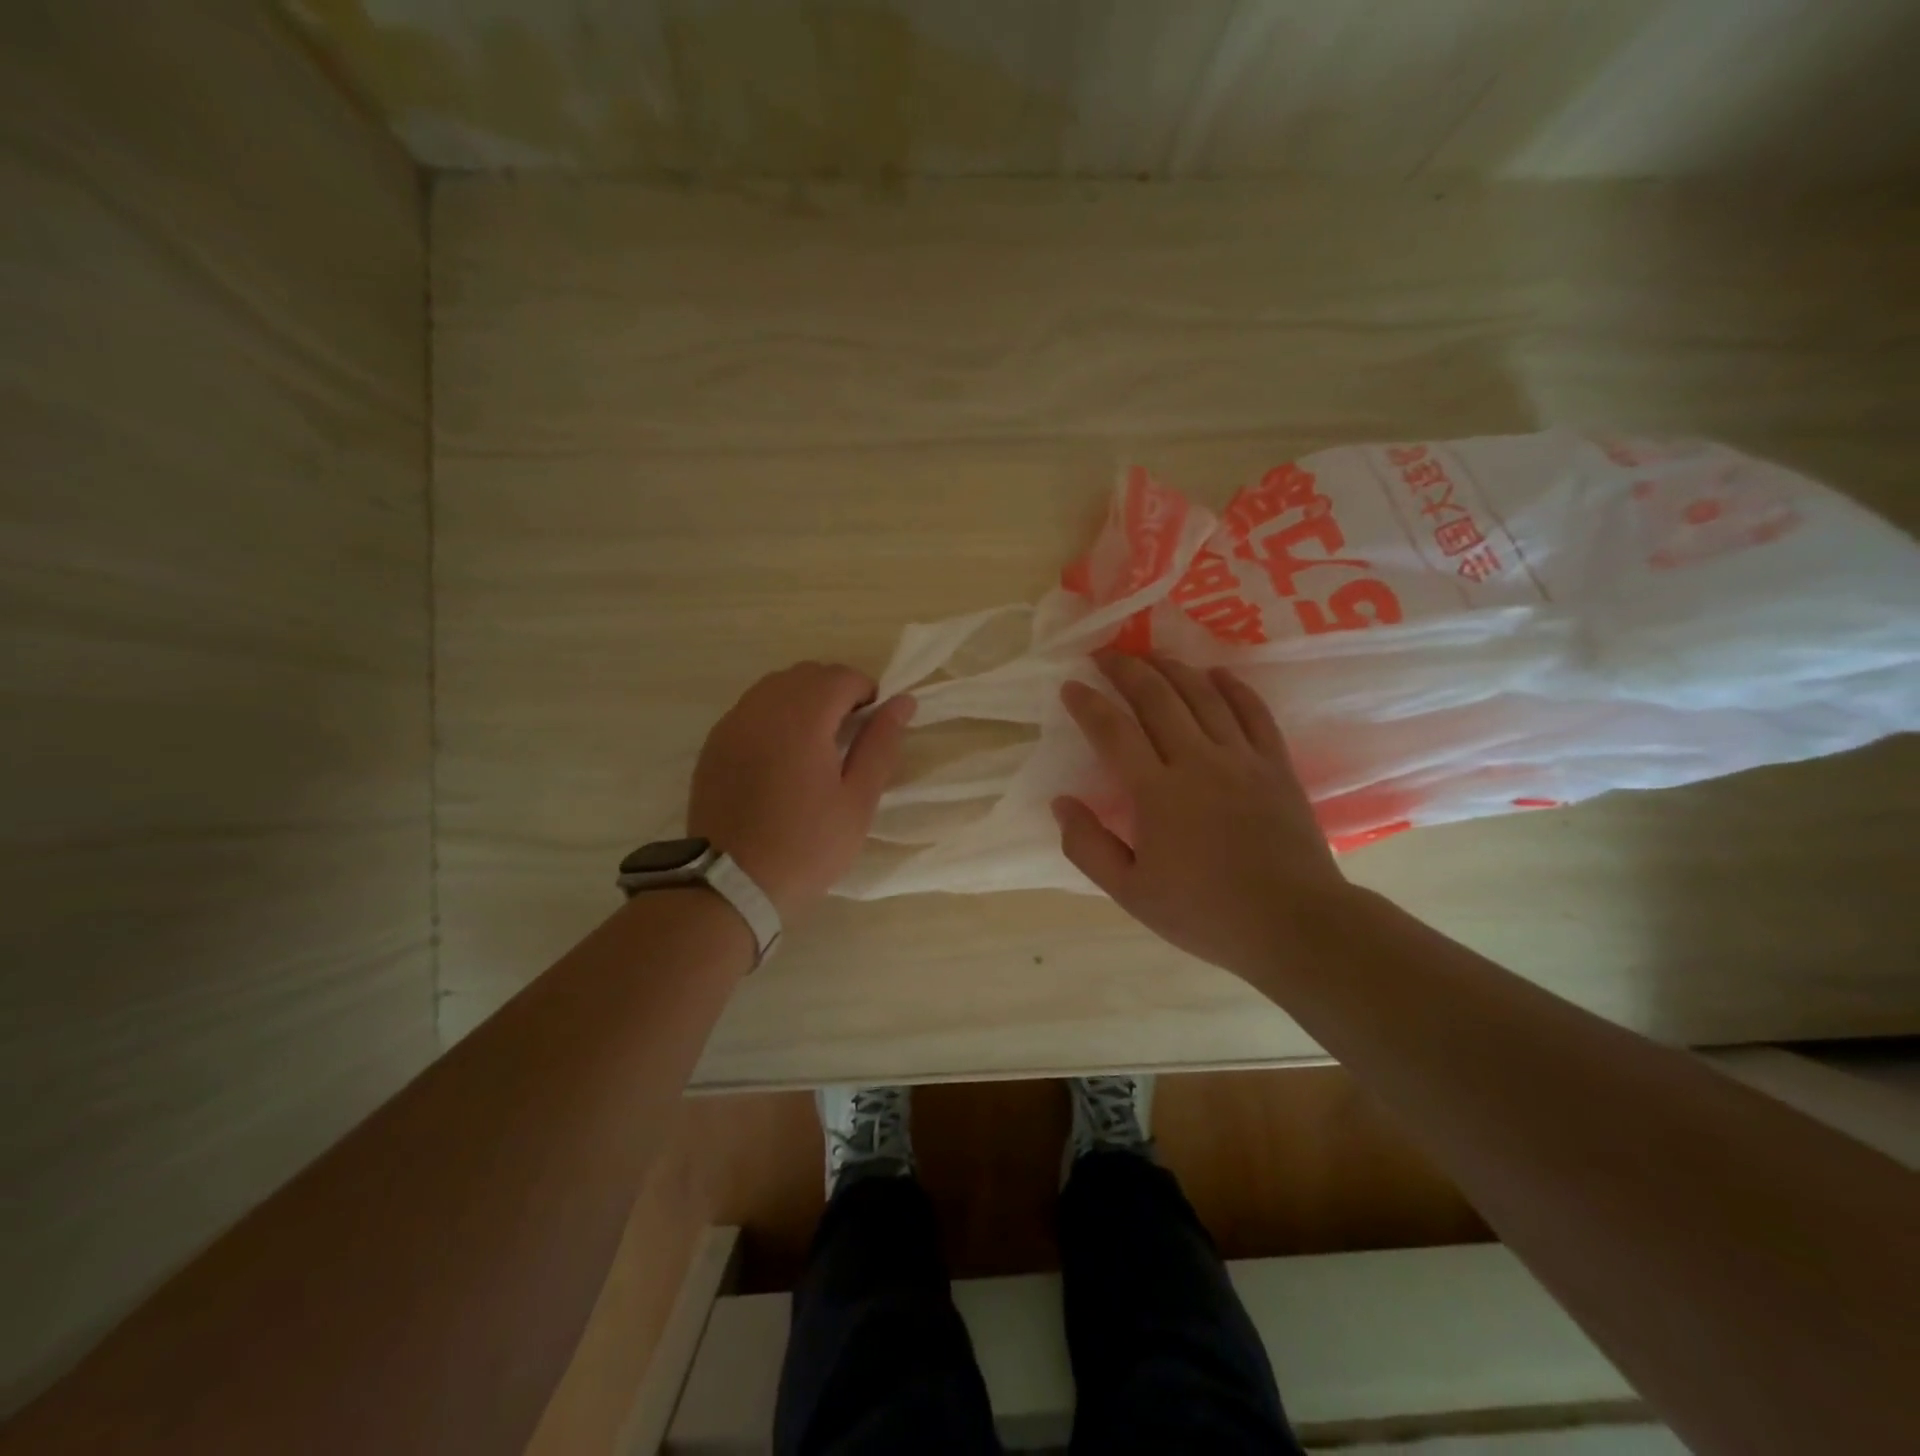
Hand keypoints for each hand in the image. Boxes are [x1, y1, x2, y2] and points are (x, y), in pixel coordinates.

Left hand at [688, 662, 912, 919]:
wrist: (731, 884)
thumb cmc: (806, 846)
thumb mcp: (857, 801)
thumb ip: (881, 744)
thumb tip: (903, 702)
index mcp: (802, 718)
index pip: (841, 676)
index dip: (866, 692)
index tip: (873, 727)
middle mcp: (762, 708)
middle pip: (807, 674)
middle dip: (835, 692)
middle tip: (848, 736)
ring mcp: (732, 723)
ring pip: (775, 686)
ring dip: (803, 701)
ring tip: (816, 745)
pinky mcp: (714, 743)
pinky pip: (751, 709)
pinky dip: (774, 716)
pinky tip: (781, 756)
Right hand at [1054, 654, 1354, 978]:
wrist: (1293, 924)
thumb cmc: (1204, 913)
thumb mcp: (1130, 893)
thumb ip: (1088, 846)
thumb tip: (1061, 802)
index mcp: (1156, 793)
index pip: (1112, 731)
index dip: (1087, 703)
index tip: (1070, 686)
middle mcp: (1197, 761)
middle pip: (1157, 697)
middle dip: (1126, 669)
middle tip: (1105, 655)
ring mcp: (1241, 758)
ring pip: (1203, 694)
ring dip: (1172, 668)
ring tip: (1150, 656)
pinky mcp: (1276, 764)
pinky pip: (1253, 711)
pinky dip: (1233, 686)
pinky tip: (1216, 673)